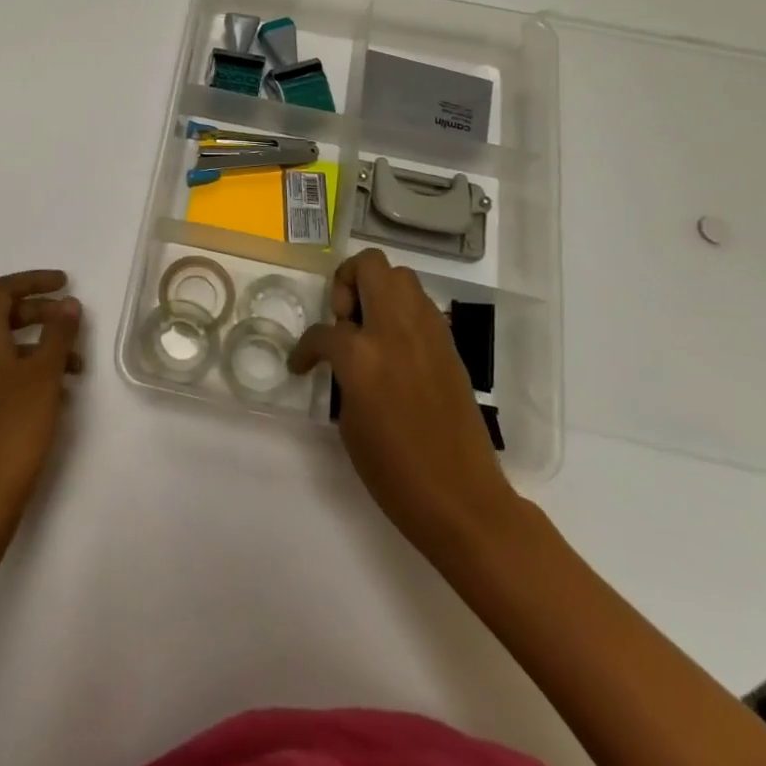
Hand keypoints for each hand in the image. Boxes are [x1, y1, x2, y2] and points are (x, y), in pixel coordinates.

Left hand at [0, 270, 82, 526]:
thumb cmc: (15, 429)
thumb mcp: (44, 376)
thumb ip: (58, 335)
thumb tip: (67, 303)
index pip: (0, 292)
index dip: (32, 281)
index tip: (64, 284)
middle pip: (5, 318)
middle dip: (41, 314)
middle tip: (74, 324)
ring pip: (10, 350)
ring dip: (43, 347)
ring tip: (76, 367)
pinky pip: (8, 376)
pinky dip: (34, 372)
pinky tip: (58, 394)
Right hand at [289, 249, 514, 558]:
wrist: (463, 498)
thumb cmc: (395, 473)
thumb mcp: (350, 421)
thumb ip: (344, 374)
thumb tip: (347, 357)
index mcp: (362, 354)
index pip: (323, 332)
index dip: (305, 348)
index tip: (302, 364)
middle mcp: (395, 329)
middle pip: (369, 266)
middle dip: (347, 282)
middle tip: (344, 319)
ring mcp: (428, 332)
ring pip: (400, 276)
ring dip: (377, 291)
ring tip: (369, 329)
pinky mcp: (449, 344)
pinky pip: (420, 305)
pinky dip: (401, 312)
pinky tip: (394, 347)